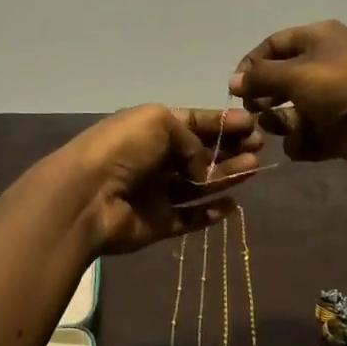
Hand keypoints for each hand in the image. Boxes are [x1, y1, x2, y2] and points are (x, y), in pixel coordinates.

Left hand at [54, 104, 264, 256]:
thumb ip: (192, 140)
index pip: (193, 122)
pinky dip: (210, 212)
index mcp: (151, 128)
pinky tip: (231, 204)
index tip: (251, 123)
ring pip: (198, 184)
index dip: (221, 122)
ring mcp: (156, 192)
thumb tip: (202, 166)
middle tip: (259, 146)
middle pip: (199, 153)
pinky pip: (189, 217)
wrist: (87, 197)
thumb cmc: (122, 149)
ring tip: (253, 168)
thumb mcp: (159, 123)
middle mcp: (155, 158)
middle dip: (229, 148)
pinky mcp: (158, 223)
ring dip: (225, 175)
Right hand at [228, 20, 346, 172]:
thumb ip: (260, 77)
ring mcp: (335, 99)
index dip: (251, 64)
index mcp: (318, 38)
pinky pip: (311, 135)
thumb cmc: (343, 85)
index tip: (236, 88)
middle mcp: (326, 64)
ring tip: (282, 130)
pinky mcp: (341, 130)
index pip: (274, 45)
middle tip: (255, 112)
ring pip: (294, 111)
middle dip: (266, 97)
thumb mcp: (295, 74)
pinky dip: (304, 142)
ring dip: (282, 123)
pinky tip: (306, 145)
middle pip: (282, 80)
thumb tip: (234, 81)